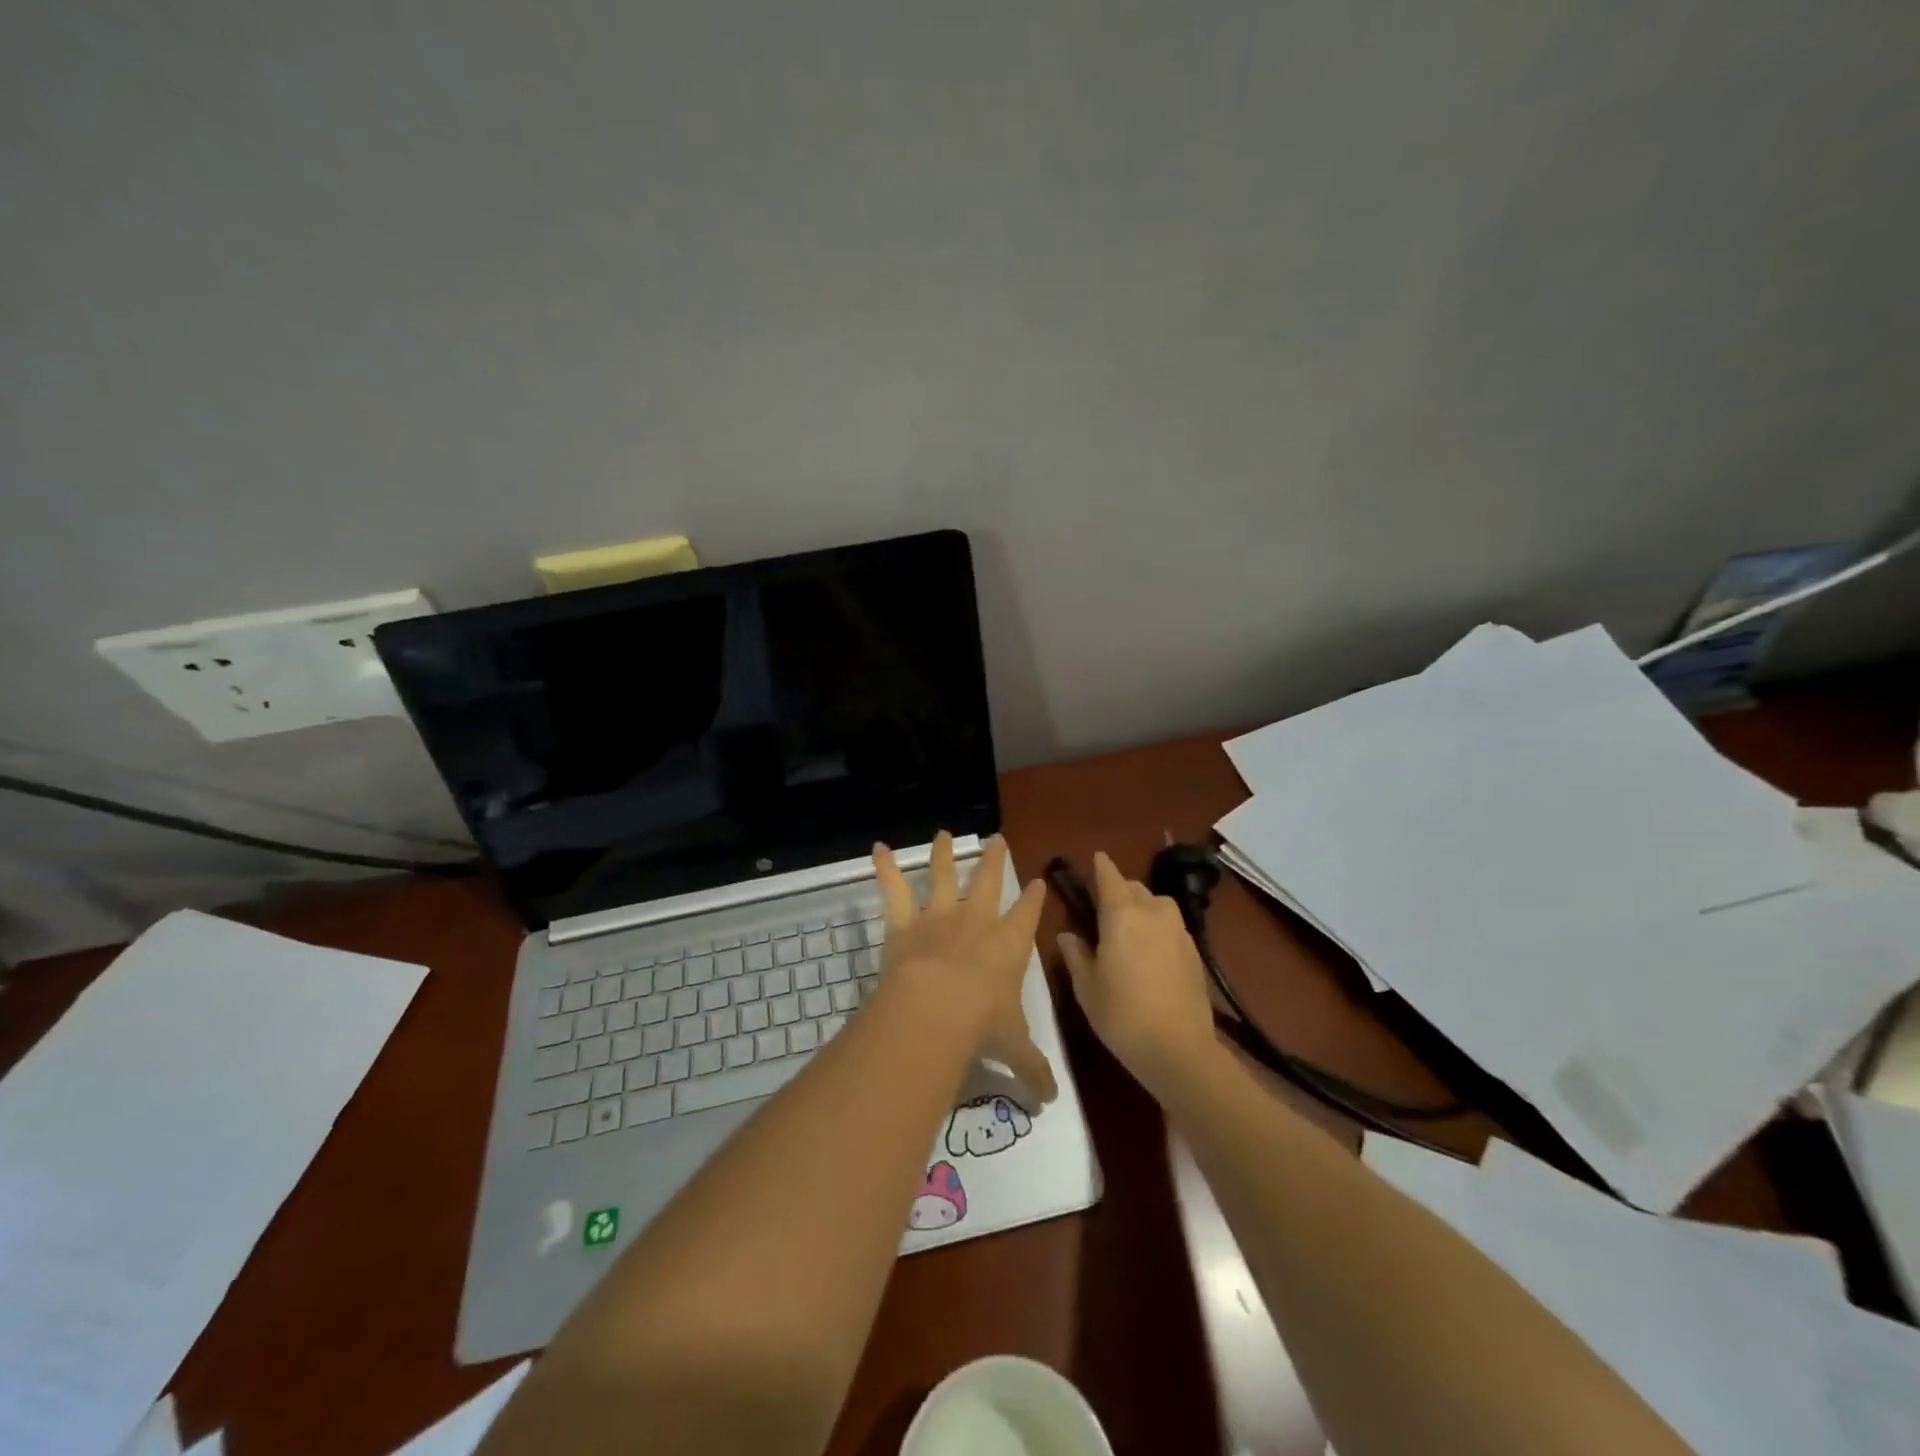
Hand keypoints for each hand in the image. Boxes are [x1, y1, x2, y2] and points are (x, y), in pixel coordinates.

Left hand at [873, 832, 1057, 1105]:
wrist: (936, 1010)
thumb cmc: (982, 1025)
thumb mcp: (1014, 1049)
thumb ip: (1033, 1070)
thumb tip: (1052, 1102)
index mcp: (1009, 945)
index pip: (1028, 914)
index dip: (1034, 897)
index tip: (1038, 881)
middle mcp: (977, 922)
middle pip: (989, 881)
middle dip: (994, 860)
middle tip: (996, 839)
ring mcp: (939, 917)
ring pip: (944, 876)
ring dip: (943, 854)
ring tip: (943, 833)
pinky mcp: (904, 922)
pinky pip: (893, 889)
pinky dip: (884, 867)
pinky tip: (877, 846)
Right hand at [1057, 852, 1218, 1097]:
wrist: (1179, 1049)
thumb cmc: (1122, 1015)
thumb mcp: (1087, 987)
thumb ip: (1076, 955)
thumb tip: (1068, 935)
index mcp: (1121, 915)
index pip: (1110, 877)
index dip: (1101, 866)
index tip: (1096, 858)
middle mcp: (1152, 913)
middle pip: (1135, 888)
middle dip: (1120, 889)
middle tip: (1104, 907)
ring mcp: (1178, 931)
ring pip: (1158, 904)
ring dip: (1143, 906)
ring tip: (1131, 927)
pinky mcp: (1194, 952)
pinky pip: (1172, 926)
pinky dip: (1159, 927)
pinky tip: (1152, 951)